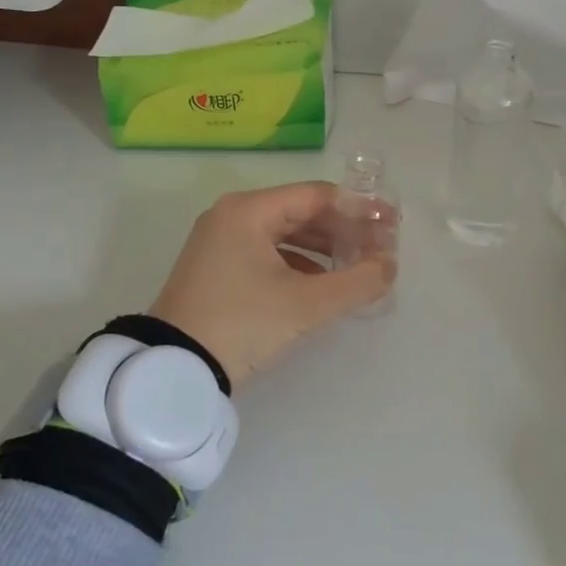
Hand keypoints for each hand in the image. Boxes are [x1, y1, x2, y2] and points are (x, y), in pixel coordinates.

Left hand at [149, 182, 395, 386]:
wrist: (174, 369)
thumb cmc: (242, 324)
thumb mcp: (306, 305)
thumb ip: (357, 282)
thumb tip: (390, 266)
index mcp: (249, 210)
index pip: (317, 195)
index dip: (359, 209)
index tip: (391, 225)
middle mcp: (232, 216)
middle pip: (301, 211)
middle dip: (343, 230)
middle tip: (379, 249)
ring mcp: (220, 242)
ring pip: (284, 234)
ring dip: (323, 248)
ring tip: (357, 267)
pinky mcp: (216, 268)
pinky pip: (267, 253)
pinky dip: (298, 263)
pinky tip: (321, 283)